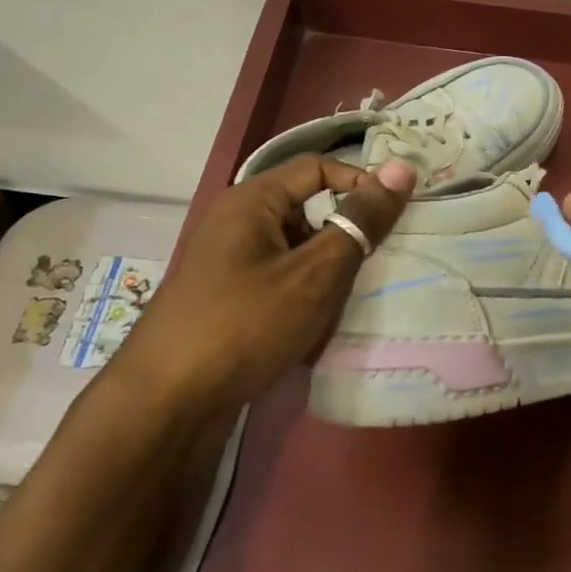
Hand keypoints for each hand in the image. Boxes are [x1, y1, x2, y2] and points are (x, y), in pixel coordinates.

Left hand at [111, 154, 415, 422]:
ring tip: (349, 302)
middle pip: (307, 210)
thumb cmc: (245, 325)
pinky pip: (280, 281)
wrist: (168, 402)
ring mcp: (230, 263)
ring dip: (327, 273)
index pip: (317, 169)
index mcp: (252, 201)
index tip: (396, 217)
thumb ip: (359, 222)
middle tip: (379, 264)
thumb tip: (401, 169)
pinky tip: (318, 327)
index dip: (360, 184)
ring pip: (296, 252)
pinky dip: (305, 296)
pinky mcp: (229, 299)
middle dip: (345, 237)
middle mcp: (237, 223)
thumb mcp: (314, 274)